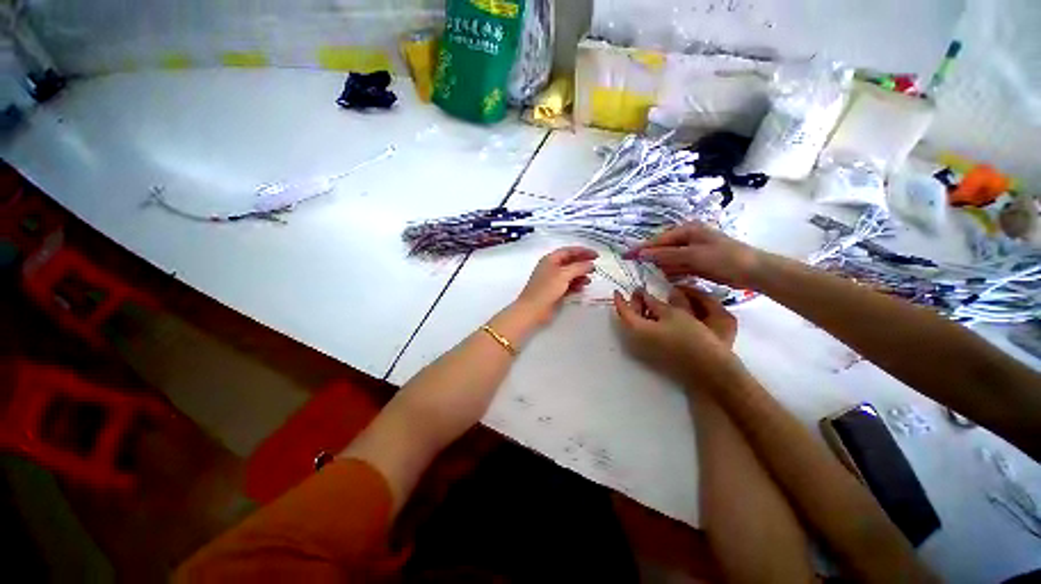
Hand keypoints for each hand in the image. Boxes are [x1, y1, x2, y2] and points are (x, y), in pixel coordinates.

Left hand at [515, 246, 597, 324]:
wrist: (533, 310)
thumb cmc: (546, 289)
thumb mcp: (563, 275)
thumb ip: (578, 267)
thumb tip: (590, 264)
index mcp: (550, 259)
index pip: (569, 251)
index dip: (583, 251)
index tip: (596, 255)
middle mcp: (552, 268)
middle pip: (570, 262)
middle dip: (583, 264)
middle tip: (595, 268)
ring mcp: (553, 280)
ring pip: (570, 274)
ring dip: (580, 275)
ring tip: (589, 280)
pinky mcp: (555, 291)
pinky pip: (568, 285)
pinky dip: (576, 285)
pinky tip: (582, 288)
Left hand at [613, 285, 742, 389]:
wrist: (707, 369)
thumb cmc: (689, 337)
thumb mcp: (673, 314)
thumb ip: (654, 303)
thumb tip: (643, 295)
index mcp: (636, 329)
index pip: (622, 311)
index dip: (620, 299)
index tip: (617, 290)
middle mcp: (635, 340)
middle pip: (629, 318)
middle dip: (633, 304)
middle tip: (640, 291)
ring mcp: (644, 349)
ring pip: (637, 326)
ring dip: (641, 312)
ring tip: (651, 299)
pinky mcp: (654, 354)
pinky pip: (644, 334)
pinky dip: (647, 322)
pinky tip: (658, 314)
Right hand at [626, 222, 763, 288]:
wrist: (752, 271)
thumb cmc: (723, 258)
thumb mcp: (692, 255)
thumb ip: (665, 255)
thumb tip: (642, 254)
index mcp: (687, 230)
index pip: (658, 240)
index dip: (642, 248)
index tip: (626, 255)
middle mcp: (688, 239)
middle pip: (663, 249)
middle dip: (651, 258)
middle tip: (635, 267)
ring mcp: (693, 252)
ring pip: (670, 259)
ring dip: (661, 267)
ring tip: (649, 275)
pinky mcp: (697, 263)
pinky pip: (678, 267)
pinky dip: (672, 272)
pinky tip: (665, 278)